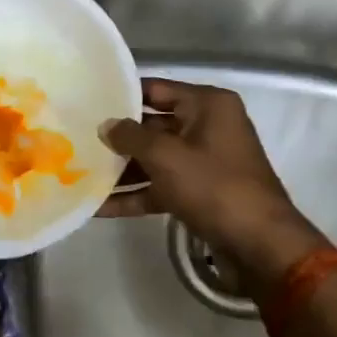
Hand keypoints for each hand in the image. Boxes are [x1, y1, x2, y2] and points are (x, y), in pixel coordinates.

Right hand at [99, 78, 323, 286]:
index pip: (155, 89)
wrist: (261, 247)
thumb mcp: (166, 156)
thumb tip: (106, 125)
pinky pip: (162, 186)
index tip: (87, 100)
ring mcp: (204, 162)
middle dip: (118, 137)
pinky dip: (136, 195)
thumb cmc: (214, 187)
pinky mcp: (200, 193)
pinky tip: (99, 207)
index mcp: (208, 105)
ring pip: (155, 159)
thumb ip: (130, 136)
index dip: (121, 95)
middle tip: (76, 138)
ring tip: (79, 173)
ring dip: (122, 170)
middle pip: (152, 125)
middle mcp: (207, 127)